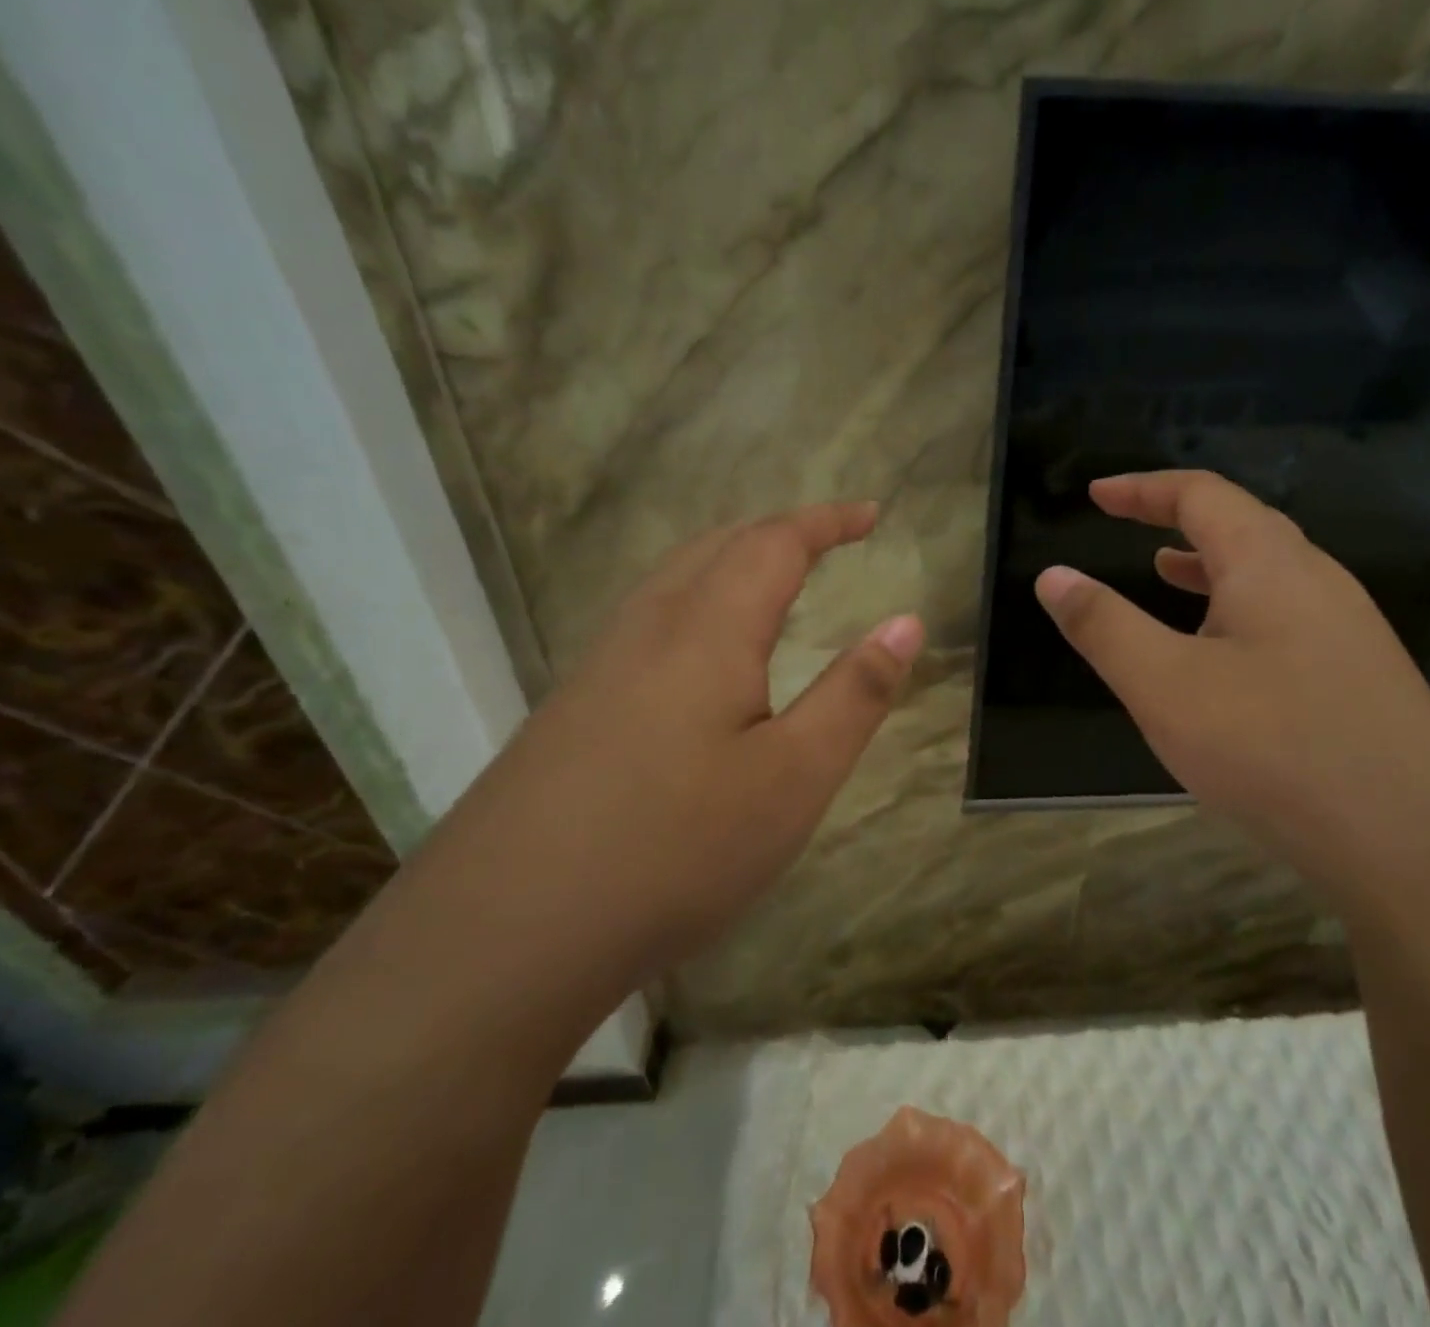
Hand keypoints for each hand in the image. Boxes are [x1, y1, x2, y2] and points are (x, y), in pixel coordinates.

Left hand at [435, 501, 922, 1014]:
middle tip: (828, 542)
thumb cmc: (676, 849)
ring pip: (673, 580)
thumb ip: (855, 694)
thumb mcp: (794, 777)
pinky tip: (700, 655)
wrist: (501, 936)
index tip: (871, 514)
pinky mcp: (571, 709)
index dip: (827, 522)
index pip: (774, 543)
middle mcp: (647, 629)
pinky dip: (696, 601)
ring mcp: (598, 667)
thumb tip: (906, 621)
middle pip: (716, 547)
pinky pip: (646, 621)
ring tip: (773, 581)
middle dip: (779, 532)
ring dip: (731, 561)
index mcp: (707, 630)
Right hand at [1034, 471, 1429, 896]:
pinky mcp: (1361, 679)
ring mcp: (1348, 630)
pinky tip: (1222, 657)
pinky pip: (1286, 619)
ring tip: (1163, 575)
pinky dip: (1237, 613)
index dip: (1142, 489)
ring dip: (1209, 566)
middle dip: (1176, 519)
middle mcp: (1317, 581)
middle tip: (1126, 526)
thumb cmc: (1275, 748)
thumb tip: (1052, 576)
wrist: (1420, 844)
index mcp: (1269, 564)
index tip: (1096, 493)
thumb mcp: (1165, 686)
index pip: (1201, 495)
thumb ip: (1104, 627)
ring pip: (1268, 575)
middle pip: (1241, 525)